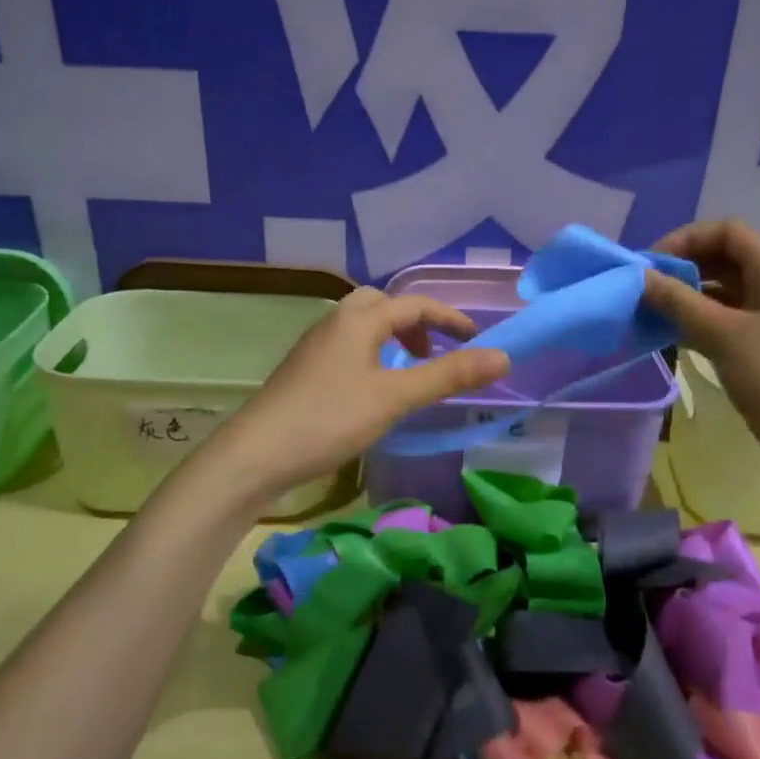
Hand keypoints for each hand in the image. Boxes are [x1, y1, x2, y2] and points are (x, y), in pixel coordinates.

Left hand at [217, 289, 511, 495]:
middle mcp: (335, 322)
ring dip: (391, 338)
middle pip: (381, 304)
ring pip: (361, 326)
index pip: (414, 304)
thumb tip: (503, 356)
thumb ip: (448, 376)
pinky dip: (371, 354)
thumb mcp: (396, 397)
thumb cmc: (330, 418)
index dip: (450, 318)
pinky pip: (347, 347)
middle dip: (414, 321)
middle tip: (432, 351)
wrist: (256, 453)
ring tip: (407, 371)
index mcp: (358, 319)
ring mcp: (315, 346)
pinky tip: (372, 389)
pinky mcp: (304, 370)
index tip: (476, 339)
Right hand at [643, 220, 759, 496]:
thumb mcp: (723, 335)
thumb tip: (639, 277)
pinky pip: (725, 321)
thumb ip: (678, 302)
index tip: (651, 265)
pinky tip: (670, 336)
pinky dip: (697, 322)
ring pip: (722, 292)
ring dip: (686, 297)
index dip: (686, 239)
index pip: (727, 232)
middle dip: (682, 267)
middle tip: (644, 289)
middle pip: (724, 259)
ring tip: (650, 313)